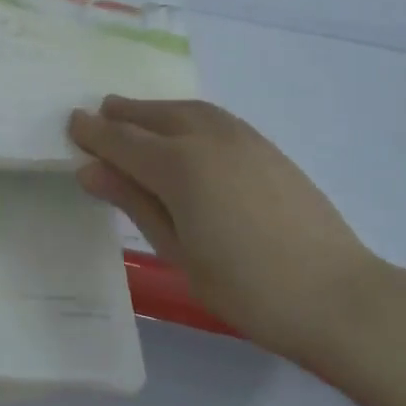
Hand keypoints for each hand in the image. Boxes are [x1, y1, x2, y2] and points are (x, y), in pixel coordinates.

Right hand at [68, 97, 405, 379]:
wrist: (336, 295)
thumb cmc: (246, 287)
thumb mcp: (178, 250)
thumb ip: (134, 202)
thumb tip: (90, 169)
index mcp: (179, 166)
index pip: (123, 141)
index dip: (93, 134)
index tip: (70, 125)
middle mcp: (208, 138)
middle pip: (153, 117)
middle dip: (121, 115)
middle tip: (97, 117)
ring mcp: (243, 138)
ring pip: (187, 110)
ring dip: (154, 111)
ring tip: (134, 117)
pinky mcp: (267, 147)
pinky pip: (214, 118)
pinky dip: (187, 116)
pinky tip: (184, 133)